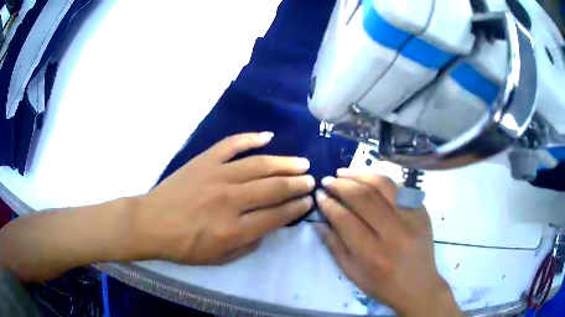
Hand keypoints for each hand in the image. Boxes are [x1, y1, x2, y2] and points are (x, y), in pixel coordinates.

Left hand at [138, 132, 314, 264]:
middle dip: (297, 184)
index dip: (295, 208)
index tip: (307, 201)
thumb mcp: (218, 258)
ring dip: (284, 163)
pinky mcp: (204, 161)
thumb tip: (267, 228)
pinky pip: (231, 145)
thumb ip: (247, 245)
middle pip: (273, 188)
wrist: (151, 223)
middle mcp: (230, 201)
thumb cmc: (183, 246)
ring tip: (301, 163)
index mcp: (233, 230)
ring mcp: (217, 176)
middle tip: (311, 180)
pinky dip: (250, 138)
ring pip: (259, 165)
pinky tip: (268, 136)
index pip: (276, 216)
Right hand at [315, 169, 460, 316]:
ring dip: (361, 174)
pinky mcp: (423, 211)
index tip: (319, 195)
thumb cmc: (383, 286)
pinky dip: (381, 181)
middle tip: (328, 180)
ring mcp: (413, 218)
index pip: (346, 220)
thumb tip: (319, 222)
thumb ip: (334, 247)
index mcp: (373, 254)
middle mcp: (395, 233)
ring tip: (344, 172)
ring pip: (384, 185)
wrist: (419, 286)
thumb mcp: (353, 274)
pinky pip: (400, 188)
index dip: (329, 204)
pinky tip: (369, 179)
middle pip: (364, 197)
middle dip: (341, 185)